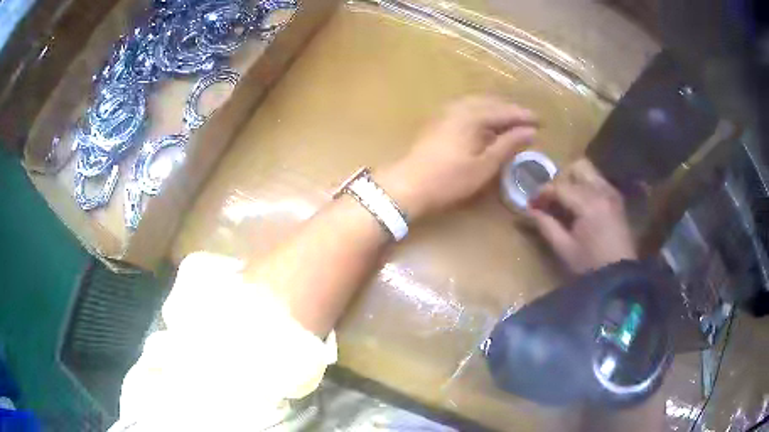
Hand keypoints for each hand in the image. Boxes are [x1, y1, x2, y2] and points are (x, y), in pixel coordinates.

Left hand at [378, 96, 537, 219]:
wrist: (408, 184)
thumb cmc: (449, 179)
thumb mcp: (484, 166)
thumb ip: (507, 145)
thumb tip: (530, 132)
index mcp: (473, 115)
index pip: (504, 111)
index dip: (524, 116)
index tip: (542, 121)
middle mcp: (459, 107)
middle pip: (491, 103)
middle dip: (511, 111)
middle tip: (528, 121)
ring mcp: (446, 112)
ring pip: (478, 104)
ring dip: (496, 110)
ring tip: (511, 122)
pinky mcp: (438, 120)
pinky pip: (466, 109)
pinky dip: (481, 113)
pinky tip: (486, 124)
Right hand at [529, 159, 636, 273]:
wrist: (620, 276)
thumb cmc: (590, 266)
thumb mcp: (564, 249)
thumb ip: (546, 226)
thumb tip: (531, 210)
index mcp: (589, 204)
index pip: (560, 186)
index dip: (542, 193)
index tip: (532, 204)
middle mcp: (602, 191)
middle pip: (577, 167)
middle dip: (561, 179)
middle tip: (552, 199)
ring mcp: (612, 193)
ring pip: (590, 171)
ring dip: (575, 181)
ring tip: (567, 201)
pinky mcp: (617, 199)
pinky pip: (599, 182)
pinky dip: (587, 187)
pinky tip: (582, 206)